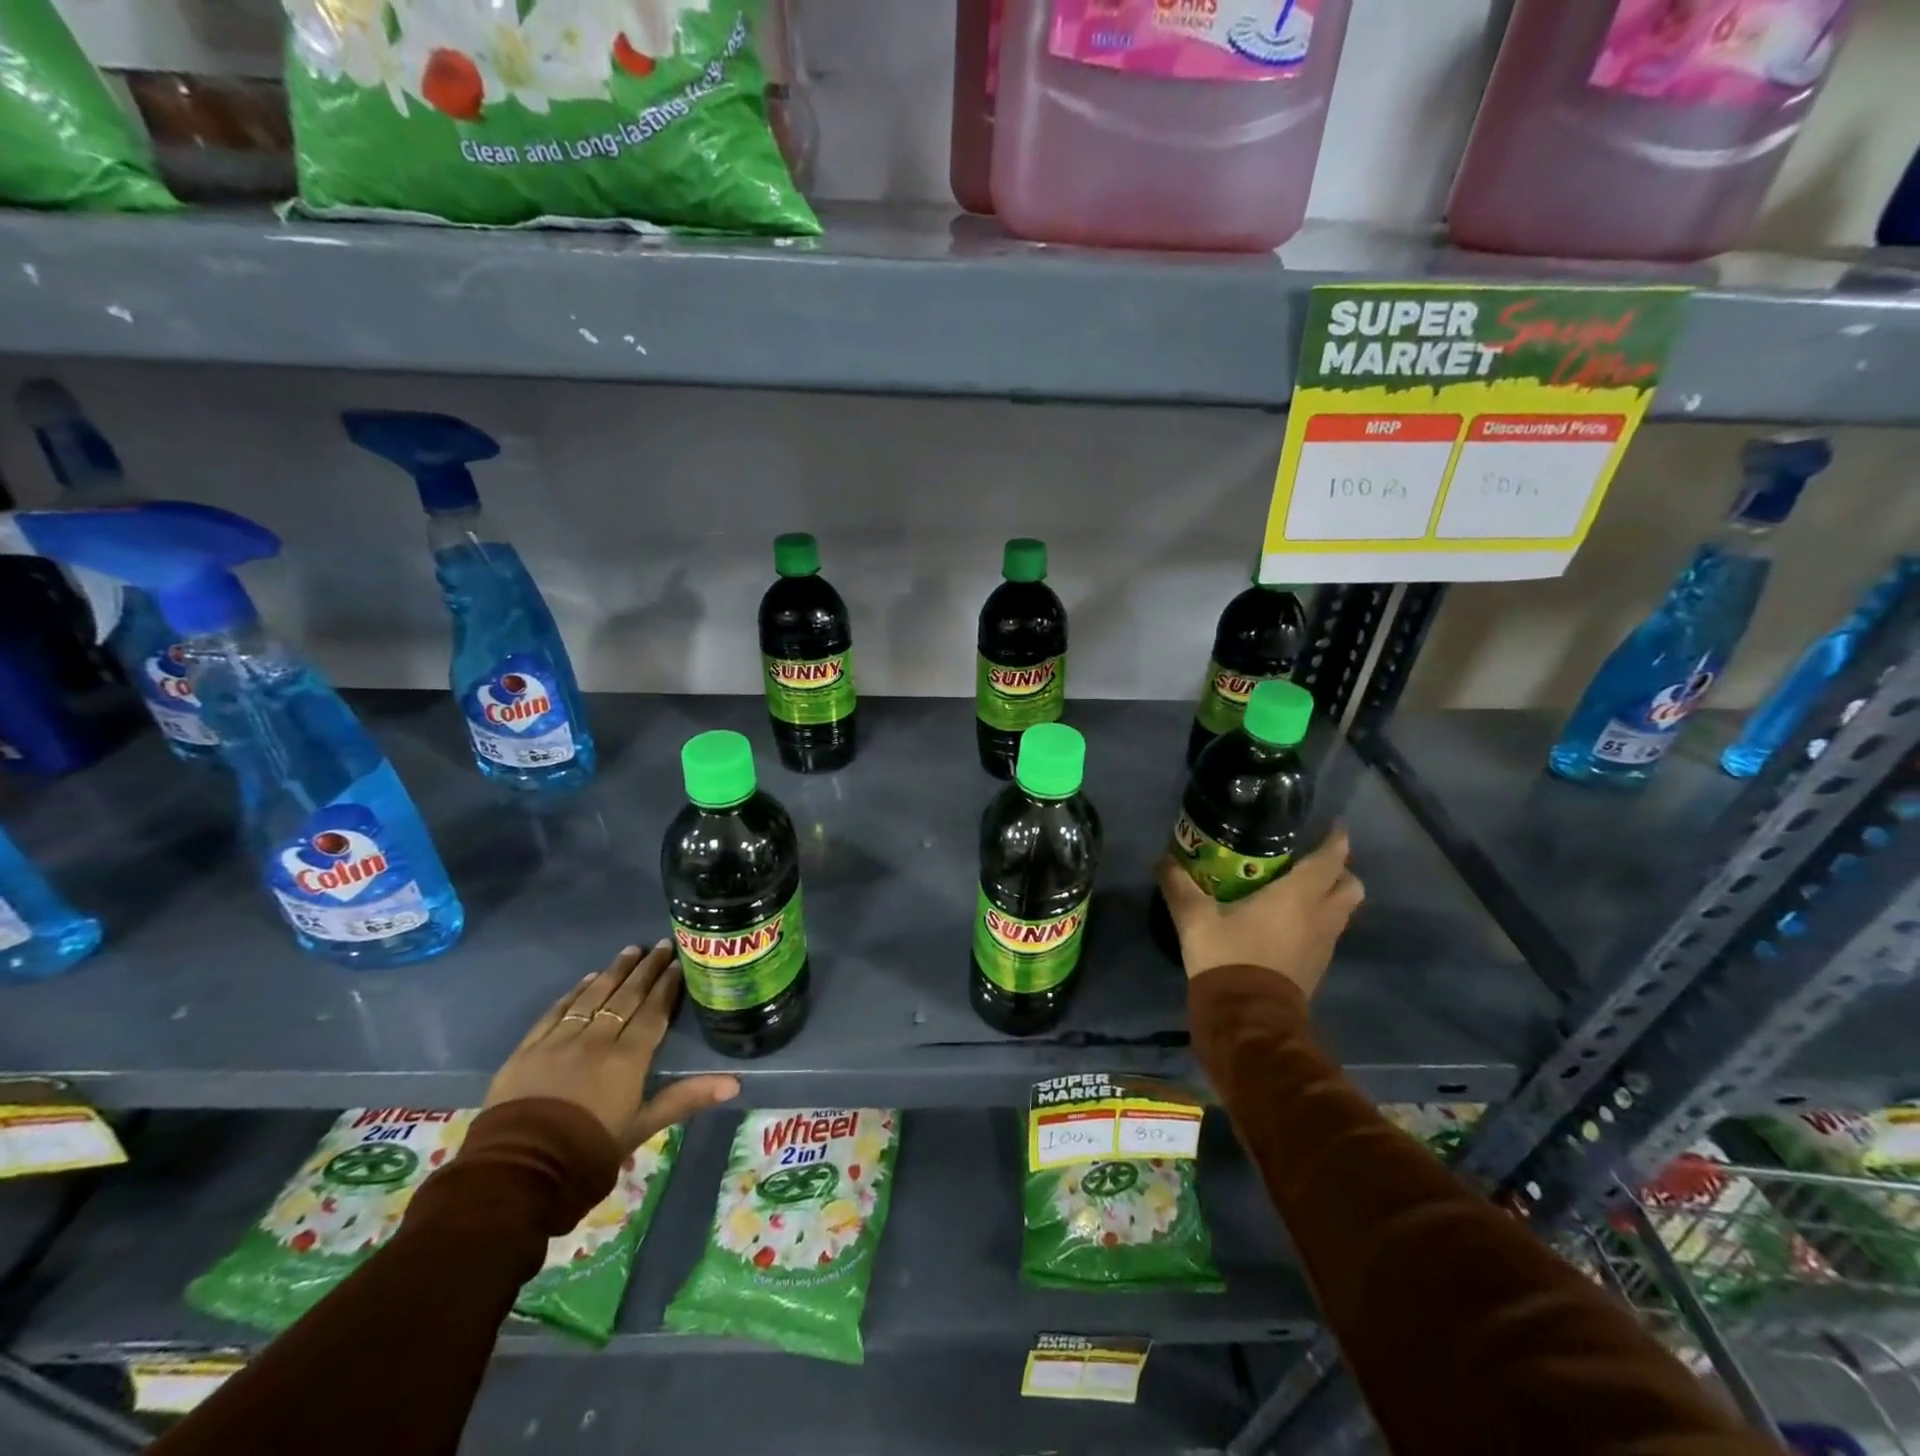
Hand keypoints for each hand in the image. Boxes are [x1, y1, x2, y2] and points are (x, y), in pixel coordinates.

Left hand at [485, 942, 738, 1152]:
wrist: (519, 1172)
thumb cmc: (588, 1153)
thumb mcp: (642, 1128)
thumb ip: (686, 1099)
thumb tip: (735, 1084)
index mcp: (627, 1058)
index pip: (653, 1012)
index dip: (666, 986)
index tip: (678, 963)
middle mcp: (596, 1040)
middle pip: (625, 997)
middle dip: (645, 970)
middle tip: (660, 946)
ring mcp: (559, 1041)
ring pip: (592, 996)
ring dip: (613, 972)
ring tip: (630, 951)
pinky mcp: (528, 1049)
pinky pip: (556, 1012)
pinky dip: (573, 993)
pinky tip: (586, 980)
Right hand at [1154, 825, 1363, 999]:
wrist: (1248, 1018)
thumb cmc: (1228, 957)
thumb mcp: (1194, 917)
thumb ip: (1178, 884)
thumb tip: (1161, 860)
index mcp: (1298, 896)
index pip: (1330, 858)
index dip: (1336, 839)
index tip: (1332, 824)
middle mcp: (1320, 915)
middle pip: (1350, 885)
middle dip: (1339, 869)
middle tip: (1311, 860)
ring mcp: (1324, 943)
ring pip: (1343, 910)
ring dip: (1330, 895)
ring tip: (1299, 889)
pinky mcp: (1318, 966)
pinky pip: (1329, 932)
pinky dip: (1319, 920)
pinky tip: (1290, 921)